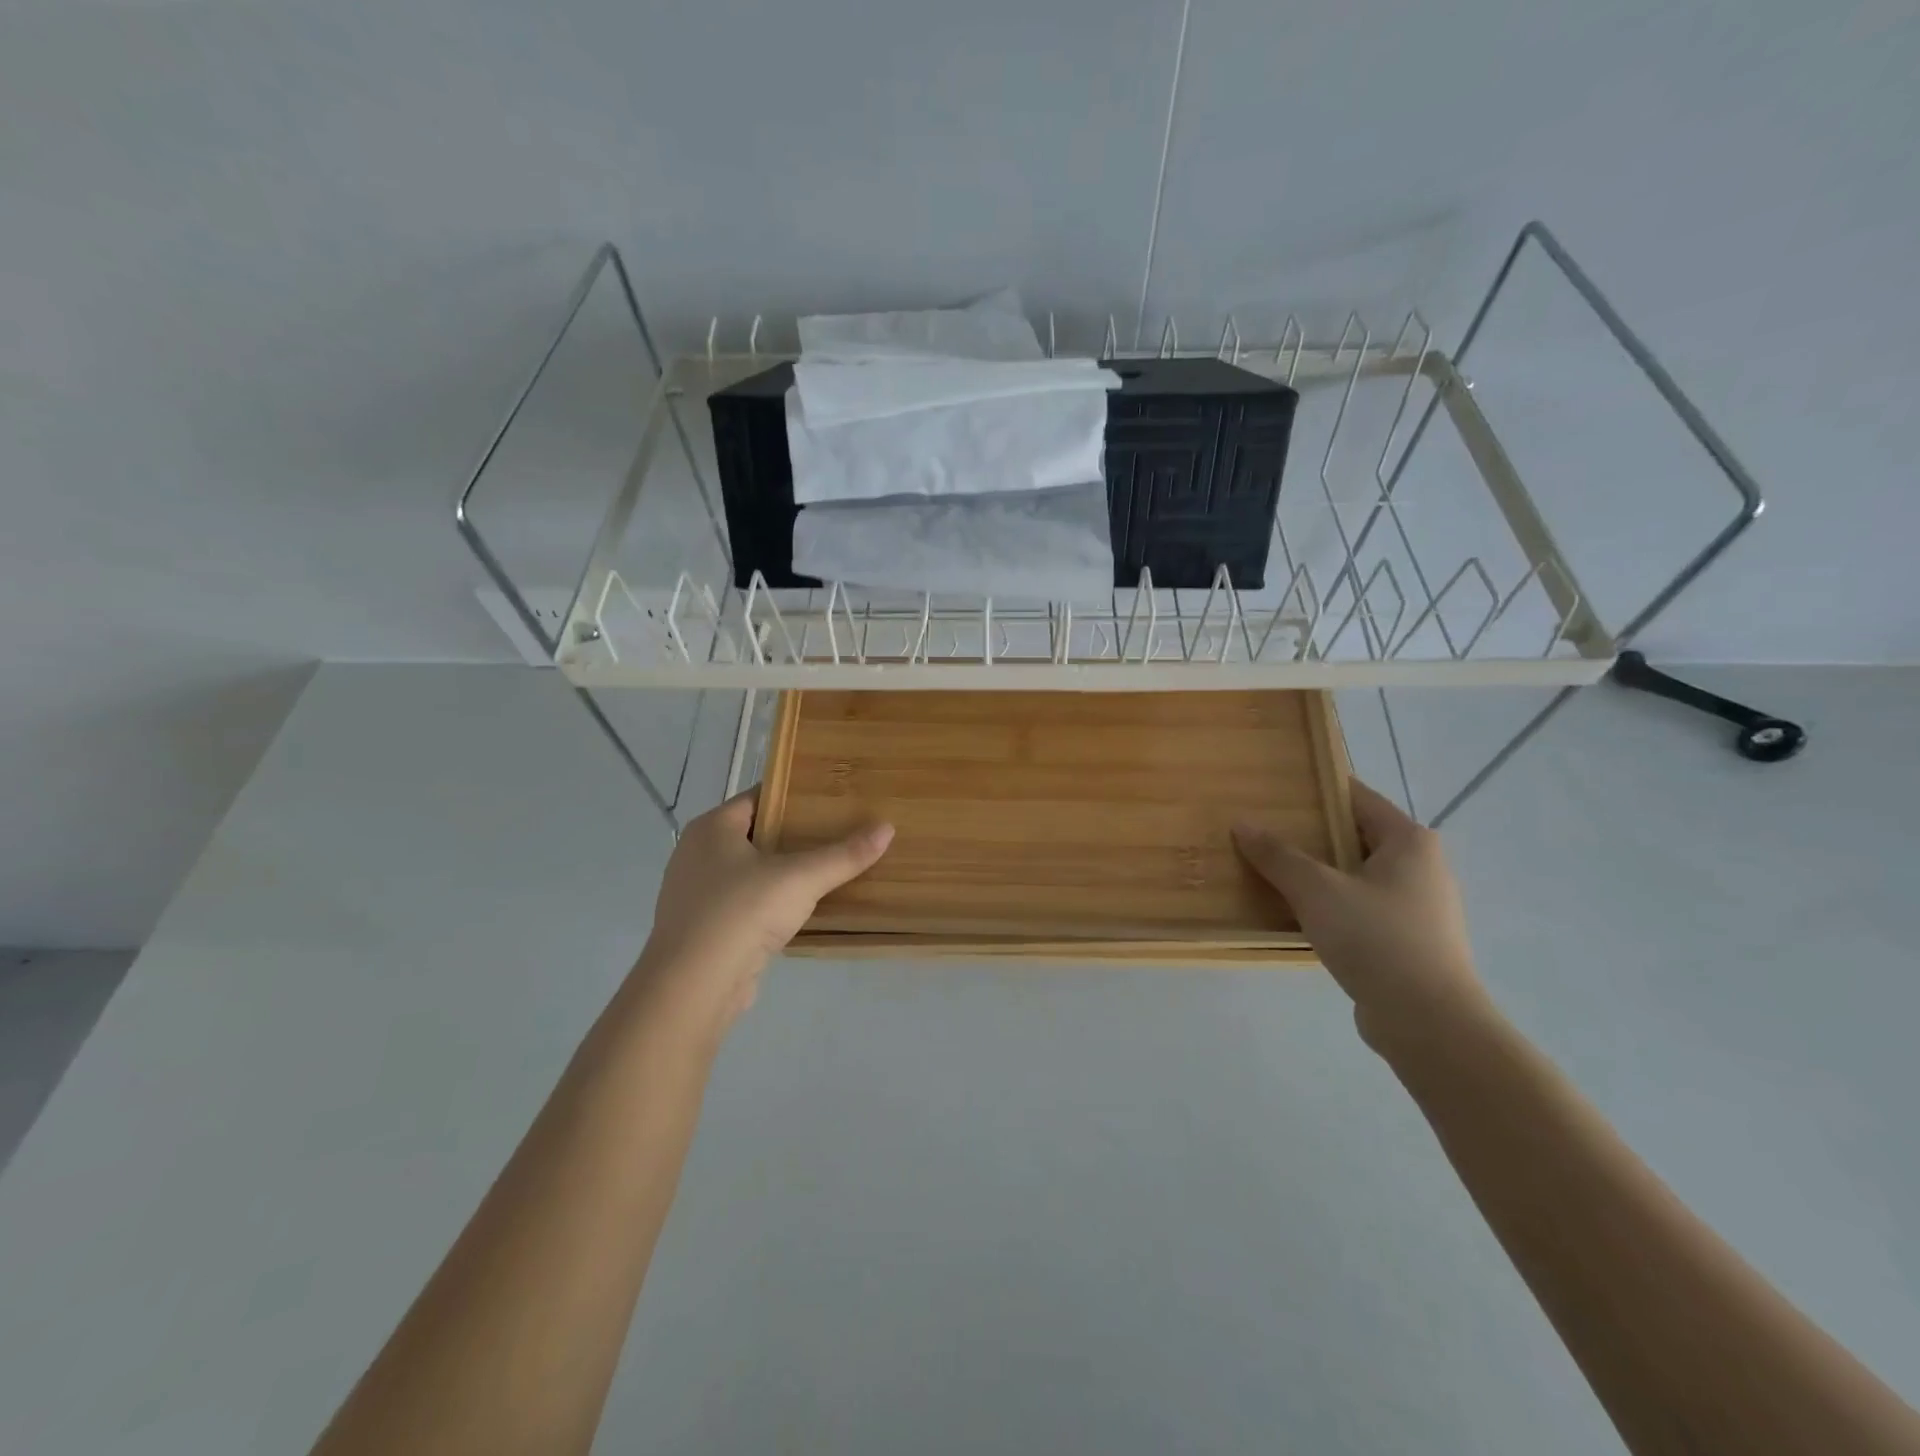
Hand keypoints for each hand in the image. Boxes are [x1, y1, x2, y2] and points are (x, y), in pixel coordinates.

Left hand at [634, 789, 892, 1042]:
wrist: (694, 987)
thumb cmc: (742, 913)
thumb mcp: (801, 878)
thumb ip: (844, 854)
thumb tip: (887, 828)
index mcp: (712, 828)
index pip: (758, 797)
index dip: (794, 795)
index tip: (831, 798)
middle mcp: (697, 854)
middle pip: (755, 833)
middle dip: (793, 834)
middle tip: (838, 831)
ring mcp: (696, 893)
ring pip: (749, 871)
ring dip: (782, 871)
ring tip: (826, 868)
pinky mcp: (704, 928)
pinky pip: (743, 903)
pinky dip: (769, 902)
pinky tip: (800, 909)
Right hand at [1234, 779, 1493, 1054]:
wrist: (1428, 1023)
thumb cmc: (1376, 939)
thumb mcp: (1317, 890)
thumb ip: (1278, 855)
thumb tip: (1242, 823)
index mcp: (1409, 841)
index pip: (1356, 797)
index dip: (1315, 790)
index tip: (1274, 790)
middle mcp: (1422, 866)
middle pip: (1354, 836)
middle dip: (1309, 834)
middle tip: (1261, 830)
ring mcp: (1418, 907)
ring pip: (1356, 875)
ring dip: (1317, 873)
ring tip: (1270, 871)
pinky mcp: (1409, 941)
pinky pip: (1360, 908)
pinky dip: (1330, 905)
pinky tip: (1296, 914)